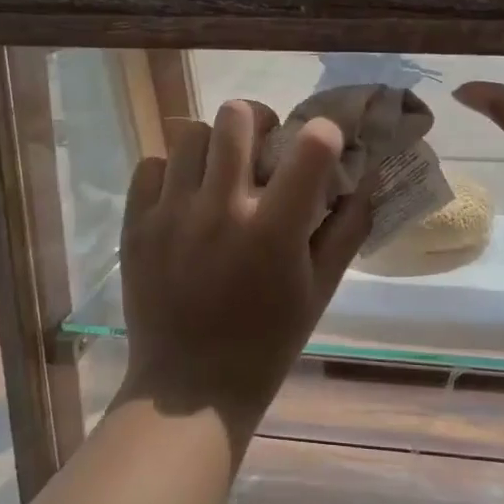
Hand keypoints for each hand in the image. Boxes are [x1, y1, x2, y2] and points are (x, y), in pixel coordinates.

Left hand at [117, 99, 371, 442]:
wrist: (190, 388)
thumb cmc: (267, 341)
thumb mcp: (320, 289)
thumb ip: (347, 230)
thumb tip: (367, 181)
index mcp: (274, 229)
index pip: (310, 143)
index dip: (323, 133)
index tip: (320, 147)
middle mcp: (221, 209)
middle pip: (237, 116)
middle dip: (259, 122)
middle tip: (263, 149)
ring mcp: (171, 214)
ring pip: (190, 133)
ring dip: (214, 144)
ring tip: (219, 173)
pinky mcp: (136, 225)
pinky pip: (151, 165)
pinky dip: (172, 171)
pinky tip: (184, 198)